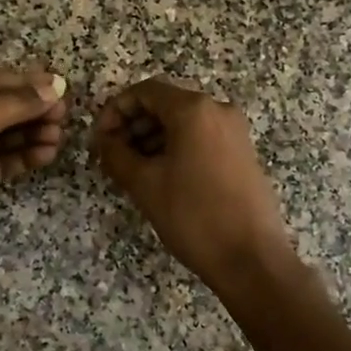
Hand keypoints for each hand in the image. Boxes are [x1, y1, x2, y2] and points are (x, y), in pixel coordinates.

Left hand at [0, 68, 67, 261]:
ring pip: (0, 136)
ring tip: (59, 137)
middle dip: (31, 111)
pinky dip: (21, 157)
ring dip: (30, 134)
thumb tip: (55, 88)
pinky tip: (45, 154)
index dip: (25, 83)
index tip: (60, 88)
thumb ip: (17, 102)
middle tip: (64, 116)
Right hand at [94, 77, 293, 286]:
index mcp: (194, 109)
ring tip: (131, 170)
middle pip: (164, 104)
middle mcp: (218, 110)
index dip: (115, 110)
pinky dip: (175, 148)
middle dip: (133, 125)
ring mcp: (234, 131)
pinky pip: (200, 137)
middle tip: (111, 156)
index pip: (144, 91)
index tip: (99, 139)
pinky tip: (160, 176)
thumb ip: (116, 154)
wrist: (252, 258)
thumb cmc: (194, 216)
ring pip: (183, 122)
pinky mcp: (242, 152)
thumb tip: (103, 140)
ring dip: (152, 138)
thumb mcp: (145, 184)